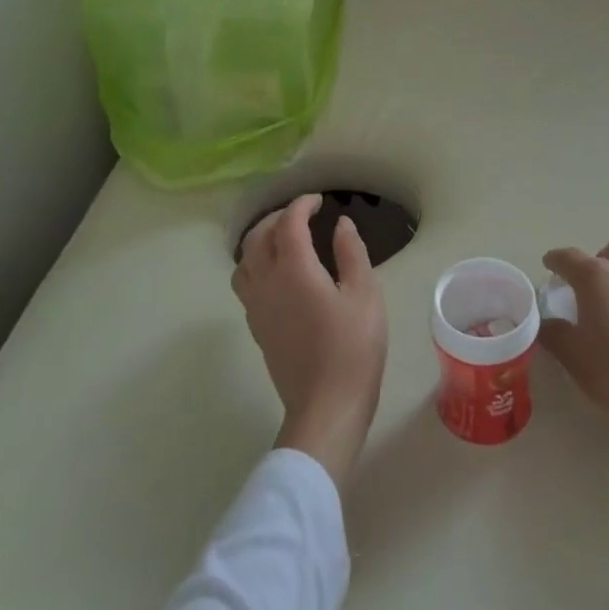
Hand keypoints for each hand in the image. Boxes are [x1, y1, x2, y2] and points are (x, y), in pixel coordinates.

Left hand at [232, 194, 388, 485]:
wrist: (326, 408)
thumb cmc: (353, 348)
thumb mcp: (365, 294)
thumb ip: (351, 253)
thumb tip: (340, 224)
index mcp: (294, 269)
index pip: (289, 224)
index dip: (302, 205)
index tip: (319, 201)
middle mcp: (267, 283)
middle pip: (257, 237)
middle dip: (277, 218)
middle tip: (302, 215)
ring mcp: (257, 308)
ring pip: (244, 261)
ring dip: (260, 240)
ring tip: (283, 239)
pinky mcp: (257, 328)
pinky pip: (245, 284)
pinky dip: (256, 264)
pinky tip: (278, 273)